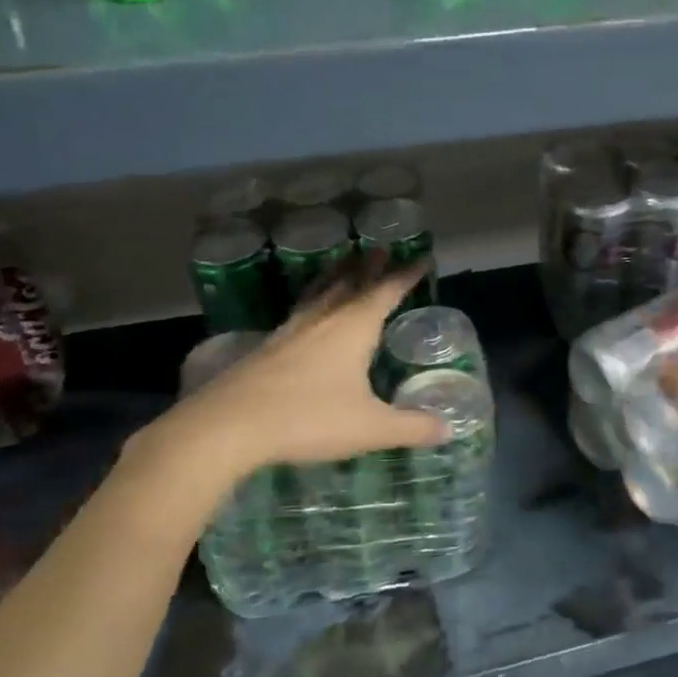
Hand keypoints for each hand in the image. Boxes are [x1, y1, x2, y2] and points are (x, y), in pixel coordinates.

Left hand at [125, 266, 448, 515]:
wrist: (229, 426)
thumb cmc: (309, 419)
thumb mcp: (371, 428)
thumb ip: (411, 427)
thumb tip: (448, 429)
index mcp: (353, 328)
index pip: (386, 292)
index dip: (406, 276)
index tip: (421, 258)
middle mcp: (323, 320)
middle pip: (349, 283)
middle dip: (368, 266)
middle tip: (379, 247)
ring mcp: (291, 331)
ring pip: (320, 293)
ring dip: (336, 276)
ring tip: (343, 263)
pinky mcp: (268, 347)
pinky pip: (300, 312)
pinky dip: (313, 300)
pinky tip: (308, 314)